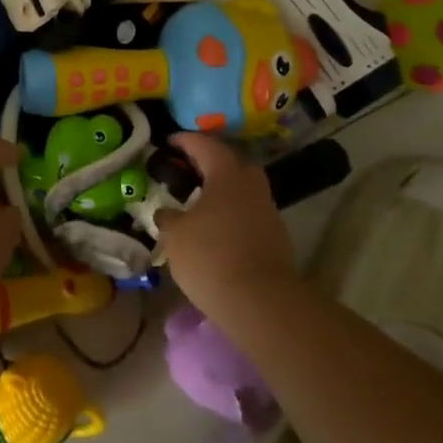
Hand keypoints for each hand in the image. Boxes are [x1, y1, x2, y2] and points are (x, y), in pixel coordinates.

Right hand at [157, 133, 297, 319]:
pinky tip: (217, 228)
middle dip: (210, 162)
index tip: (169, 142)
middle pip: (231, 163)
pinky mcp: (276, 237)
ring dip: (223, 190)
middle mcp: (251, 185)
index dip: (185, 141)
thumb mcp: (175, 236)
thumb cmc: (211, 257)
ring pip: (243, 189)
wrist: (261, 301)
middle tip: (188, 169)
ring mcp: (268, 211)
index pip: (205, 145)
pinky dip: (232, 213)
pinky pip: (249, 213)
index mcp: (227, 174)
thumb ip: (168, 218)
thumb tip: (166, 212)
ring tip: (199, 202)